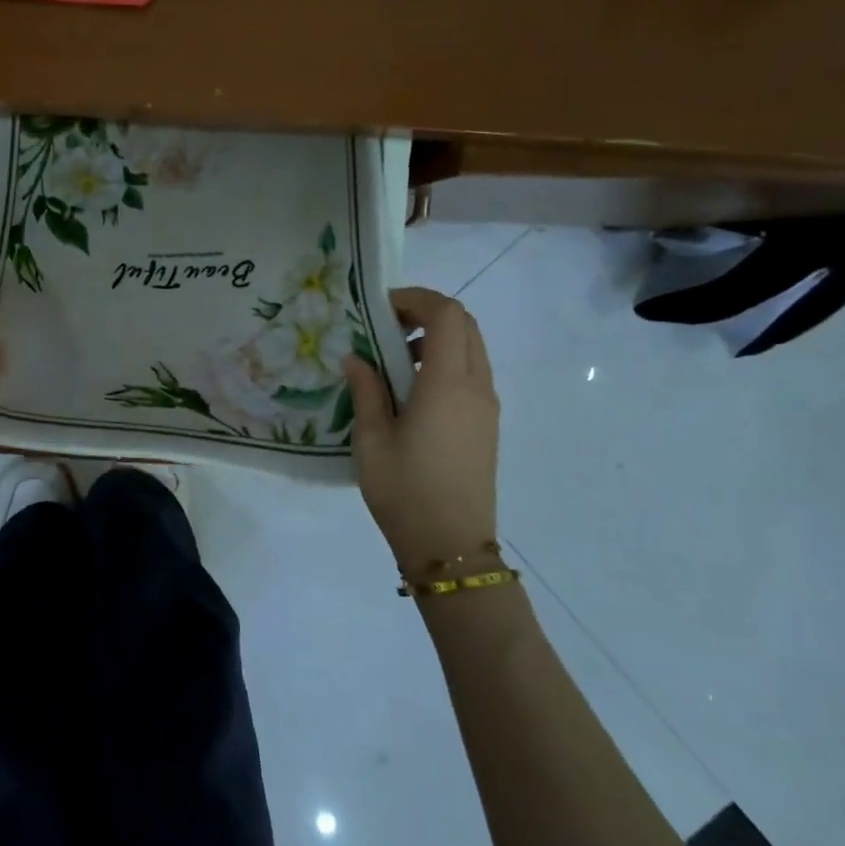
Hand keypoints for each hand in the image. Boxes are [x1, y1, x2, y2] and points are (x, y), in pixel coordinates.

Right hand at [343, 287, 499, 568]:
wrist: (450, 545)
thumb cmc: (404, 490)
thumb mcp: (371, 439)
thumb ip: (366, 389)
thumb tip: (357, 358)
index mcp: (448, 384)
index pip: (447, 314)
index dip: (415, 300)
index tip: (380, 310)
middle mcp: (476, 386)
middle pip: (465, 325)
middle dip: (427, 314)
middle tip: (385, 328)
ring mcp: (487, 406)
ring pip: (472, 348)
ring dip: (437, 338)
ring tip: (394, 360)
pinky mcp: (487, 424)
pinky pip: (472, 373)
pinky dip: (446, 362)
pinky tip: (412, 390)